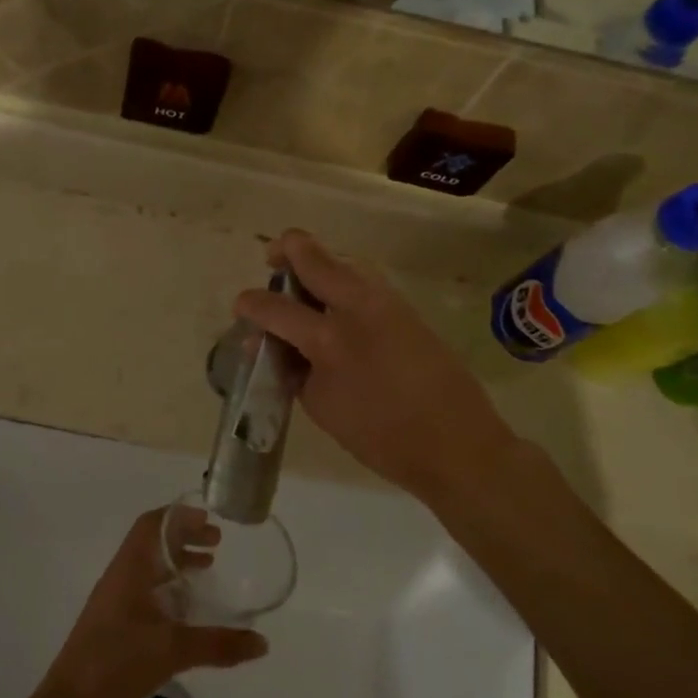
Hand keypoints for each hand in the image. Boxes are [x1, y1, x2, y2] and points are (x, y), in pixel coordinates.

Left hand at [36, 509, 267, 697]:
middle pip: (152, 545)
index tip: (209, 519)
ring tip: (208, 571)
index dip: (178, 516)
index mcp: (128, 570)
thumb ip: (219, 644)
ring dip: (177, 565)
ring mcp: (115, 607)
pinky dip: (170, 594)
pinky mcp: (116, 632)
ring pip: (149, 572)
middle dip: (183, 538)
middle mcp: (120, 580)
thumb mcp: (172, 650)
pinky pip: (146, 598)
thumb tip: (262, 642)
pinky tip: (189, 616)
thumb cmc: (117, 663)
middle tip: (217, 544)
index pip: (151, 525)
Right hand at [234, 230, 524, 502]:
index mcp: (329, 338)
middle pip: (315, 257)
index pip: (276, 308)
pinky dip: (343, 283)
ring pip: (345, 264)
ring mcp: (388, 304)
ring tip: (302, 284)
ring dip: (320, 265)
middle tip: (272, 259)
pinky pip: (365, 283)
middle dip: (288, 252)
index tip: (241, 306)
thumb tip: (275, 347)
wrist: (456, 445)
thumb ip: (293, 369)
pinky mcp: (408, 311)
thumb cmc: (380, 437)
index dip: (251, 304)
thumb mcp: (322, 407)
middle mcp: (358, 307)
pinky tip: (335, 307)